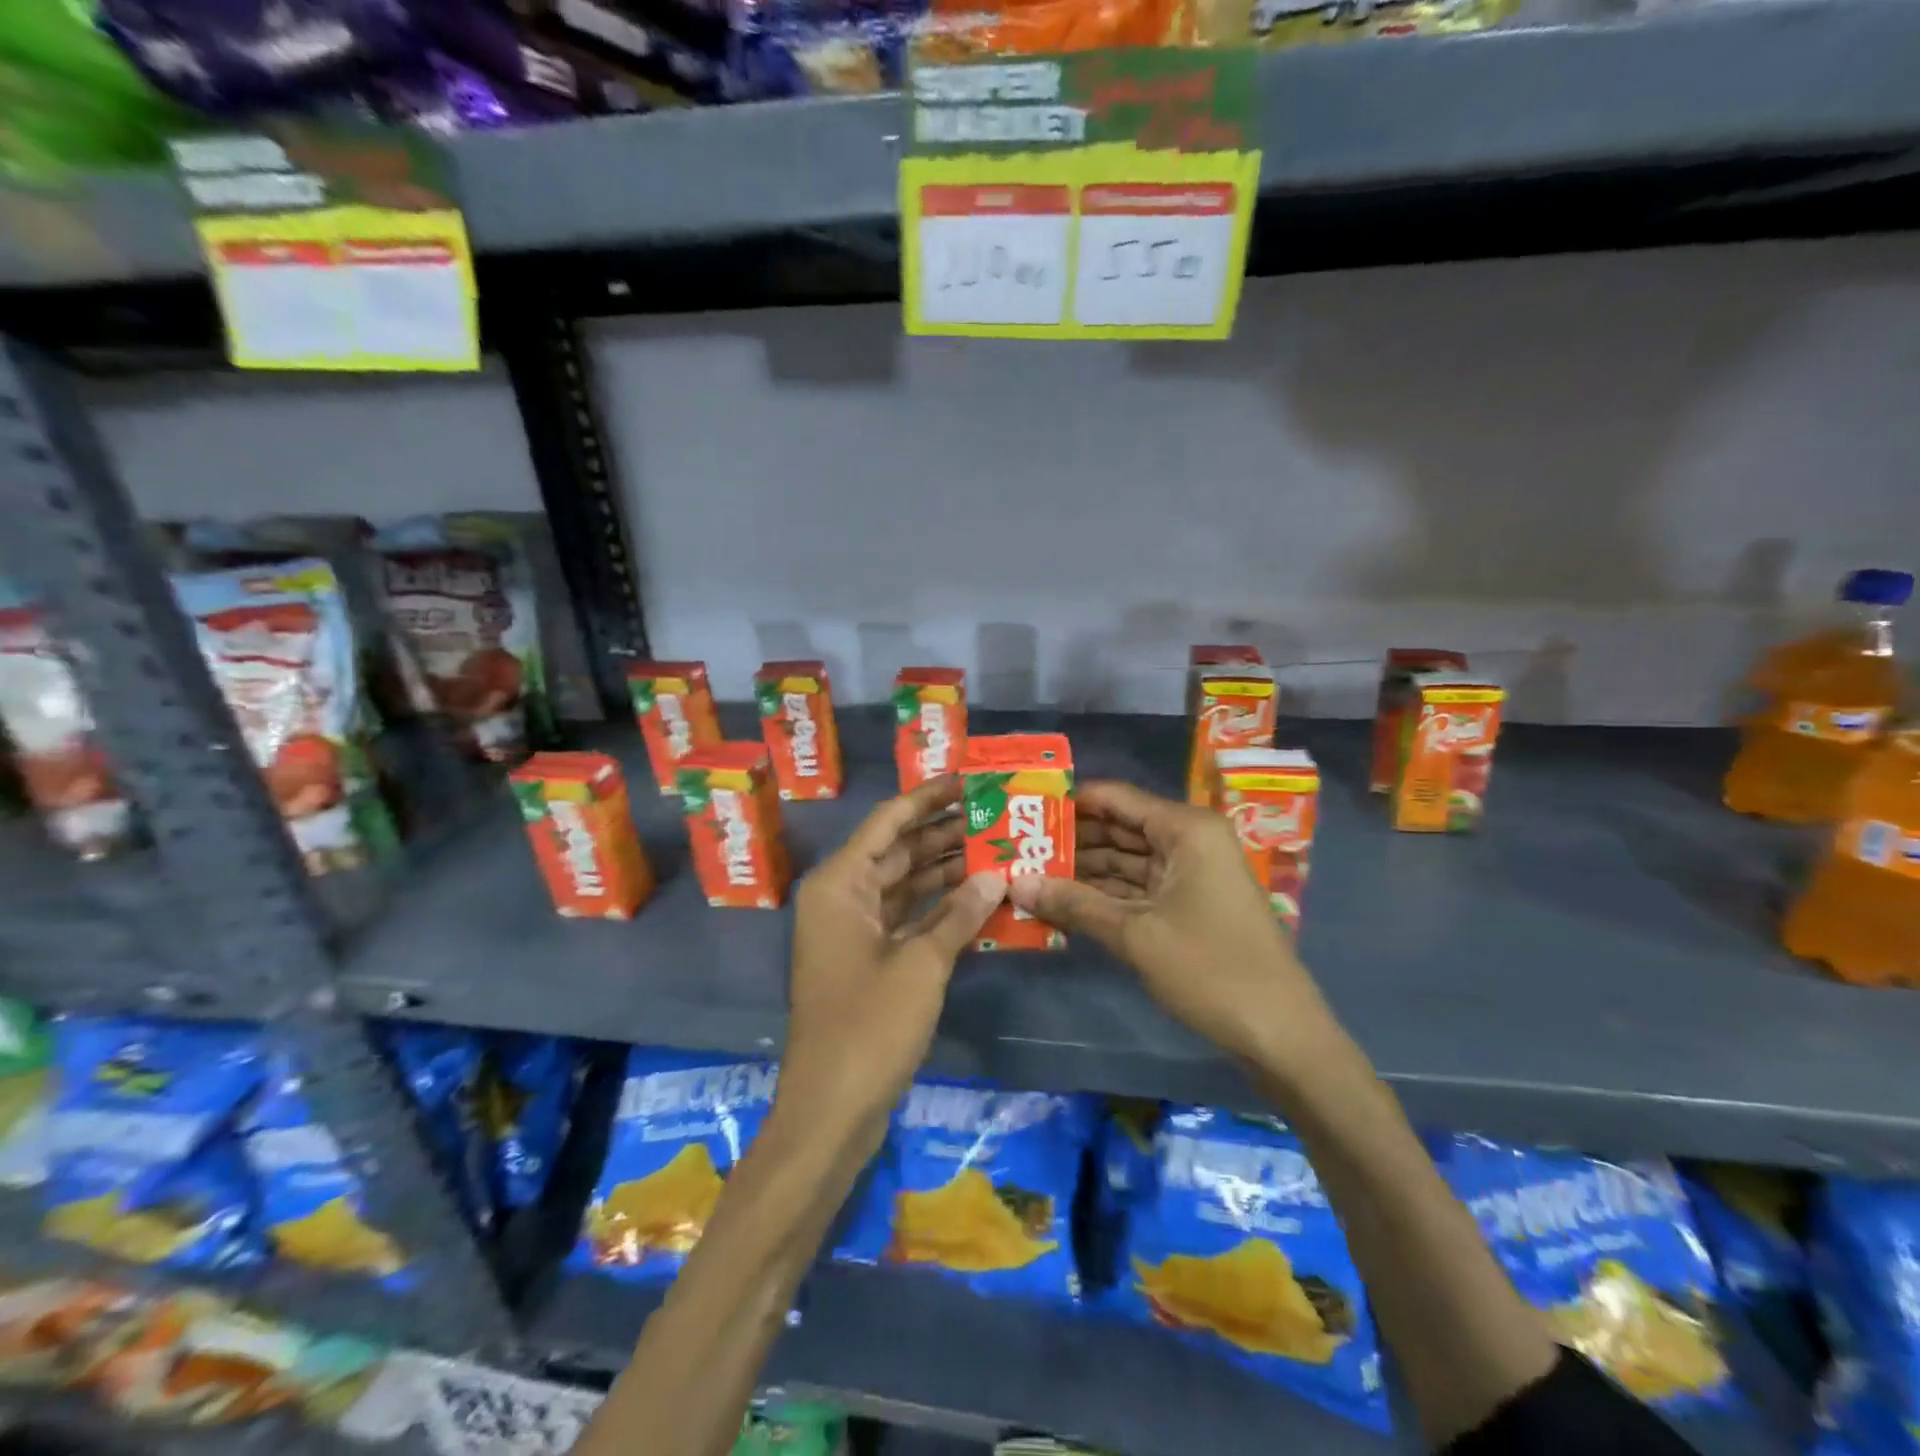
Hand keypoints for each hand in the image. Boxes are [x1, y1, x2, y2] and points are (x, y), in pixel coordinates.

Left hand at [780, 777, 1005, 1147]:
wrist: (831, 1109)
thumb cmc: (869, 1026)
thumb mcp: (921, 964)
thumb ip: (960, 914)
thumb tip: (996, 874)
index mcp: (840, 884)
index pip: (888, 821)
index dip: (928, 797)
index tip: (968, 779)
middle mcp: (841, 897)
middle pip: (897, 851)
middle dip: (944, 834)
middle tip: (994, 814)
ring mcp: (853, 930)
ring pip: (904, 885)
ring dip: (945, 871)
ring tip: (996, 848)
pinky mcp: (867, 960)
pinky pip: (906, 918)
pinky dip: (938, 909)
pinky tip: (979, 898)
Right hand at [1007, 779, 1332, 1070]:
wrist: (1280, 1034)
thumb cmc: (1209, 969)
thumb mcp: (1135, 935)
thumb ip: (1073, 904)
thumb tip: (1014, 882)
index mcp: (1185, 828)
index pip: (1115, 798)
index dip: (1069, 802)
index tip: (1023, 808)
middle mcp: (1189, 840)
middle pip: (1119, 828)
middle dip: (1071, 839)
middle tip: (1016, 846)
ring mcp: (1191, 873)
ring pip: (1126, 861)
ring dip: (1084, 871)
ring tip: (1029, 873)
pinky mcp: (1190, 904)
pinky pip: (1139, 888)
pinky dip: (1105, 896)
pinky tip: (1063, 902)